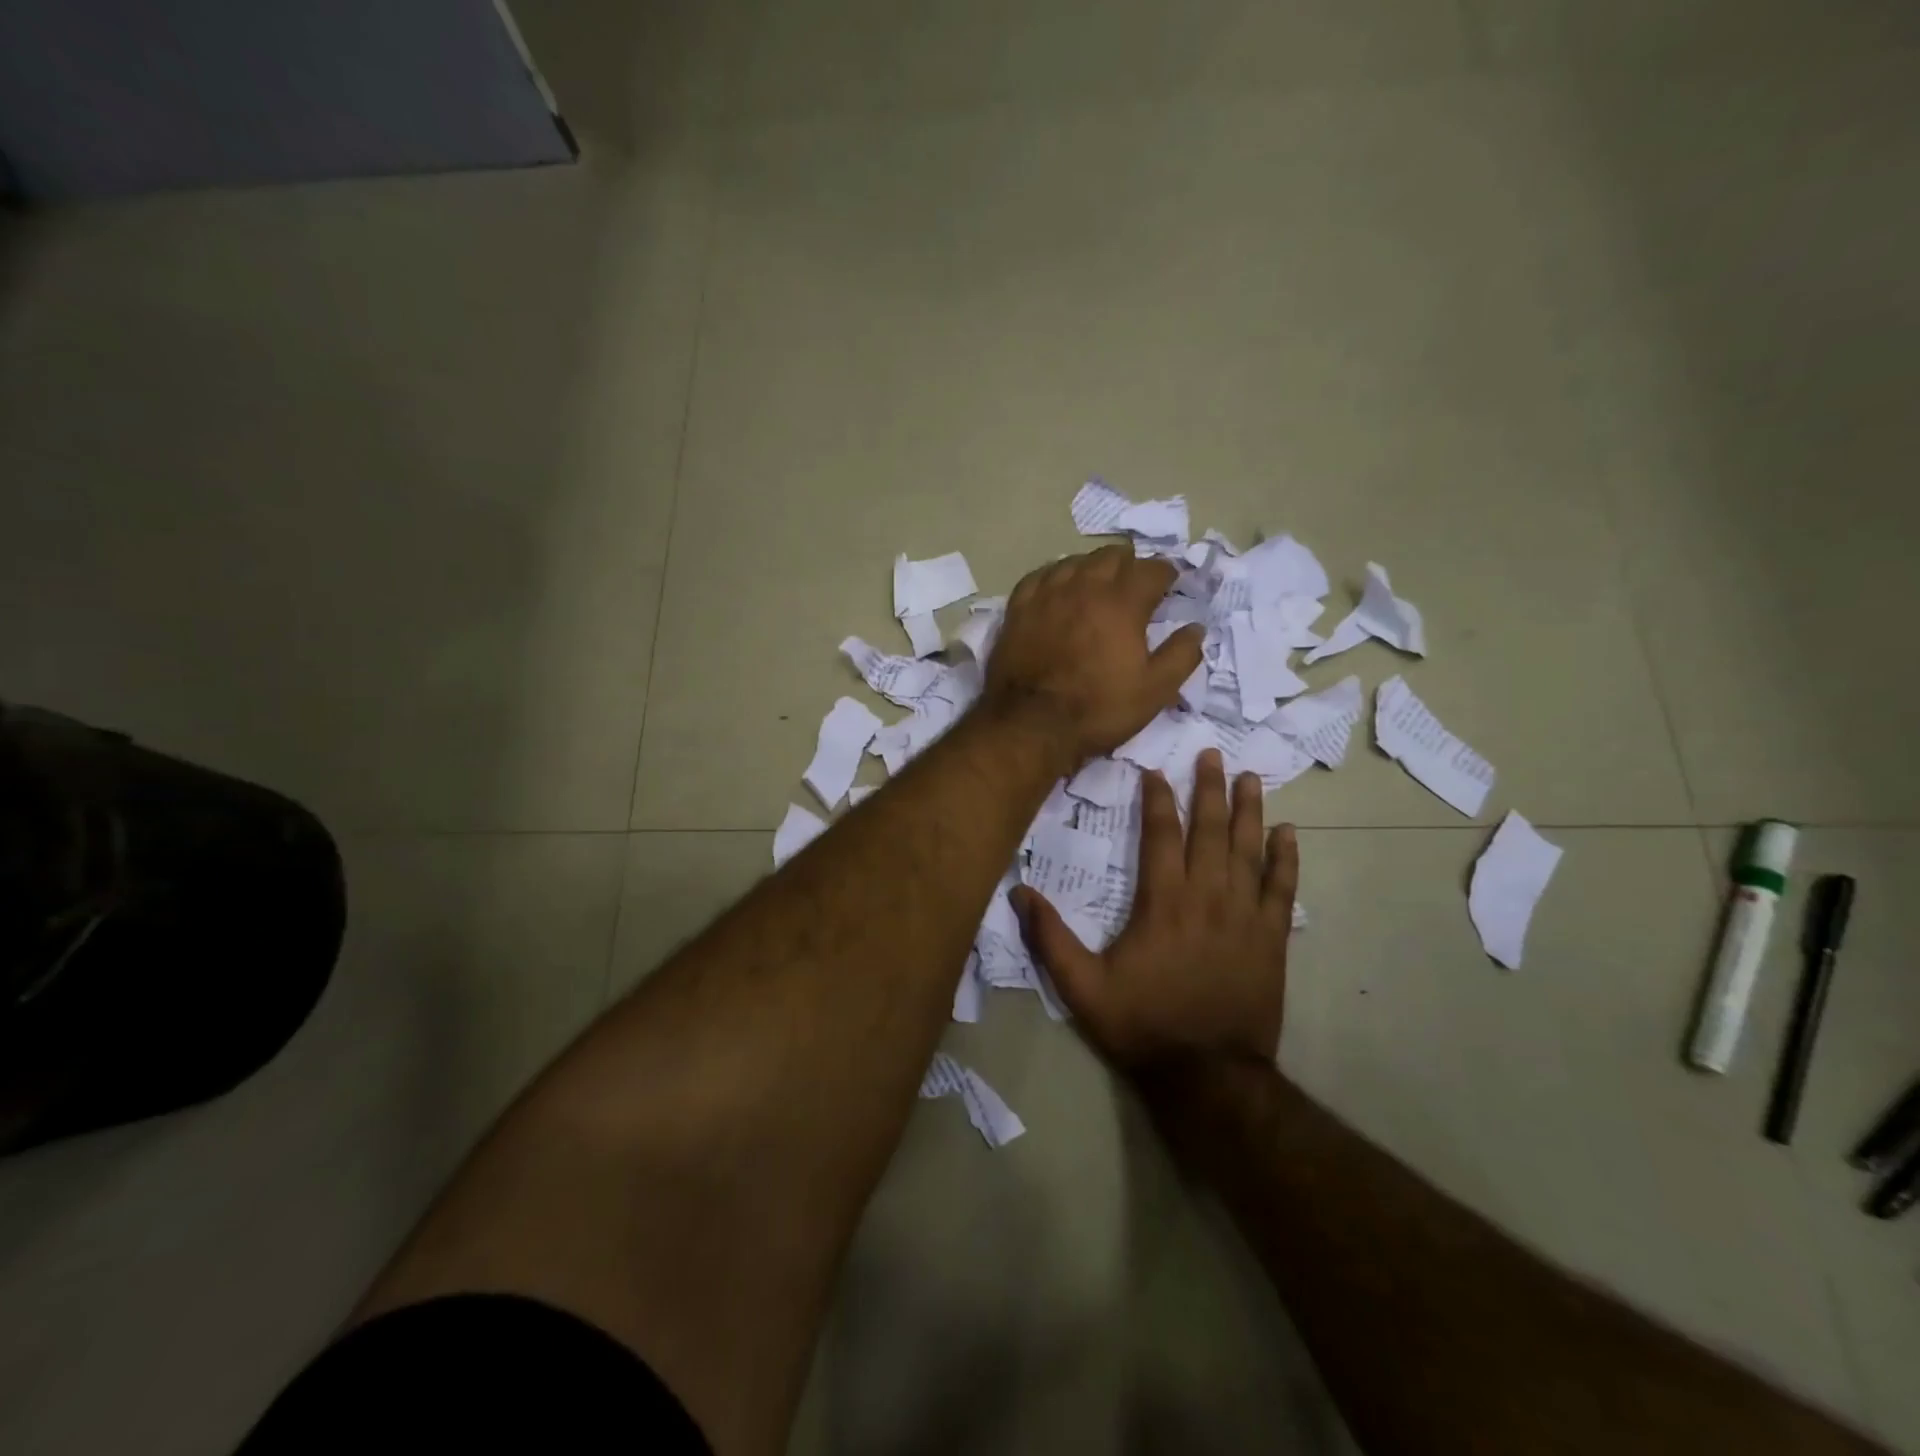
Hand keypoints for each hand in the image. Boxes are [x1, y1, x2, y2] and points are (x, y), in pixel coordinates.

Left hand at [982, 545, 1202, 764]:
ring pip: (1075, 561)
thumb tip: (1196, 628)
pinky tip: (1058, 586)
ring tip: (1098, 582)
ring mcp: (1047, 594)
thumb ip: (1181, 655)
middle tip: (1135, 582)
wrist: (1031, 724)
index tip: (1170, 583)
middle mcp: (1085, 587)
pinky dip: (1056, 575)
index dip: (1166, 573)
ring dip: (1093, 567)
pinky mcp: (1018, 608)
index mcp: (1123, 603)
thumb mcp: (1154, 691)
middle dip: (1130, 565)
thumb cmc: (1098, 709)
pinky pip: (1039, 576)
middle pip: (1112, 557)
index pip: (1151, 570)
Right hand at [1013, 750, 1296, 1073]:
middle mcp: (1206, 897)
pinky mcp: (1271, 938)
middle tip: (1211, 755)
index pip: (1161, 835)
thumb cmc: (1143, 1026)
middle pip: (1210, 830)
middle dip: (1209, 789)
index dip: (1158, 800)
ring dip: (1249, 810)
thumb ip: (1050, 938)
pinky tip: (1288, 834)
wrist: (1208, 1075)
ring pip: (1248, 850)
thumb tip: (1018, 892)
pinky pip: (1281, 889)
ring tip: (1250, 777)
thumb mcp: (1082, 987)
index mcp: (1162, 902)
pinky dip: (1285, 859)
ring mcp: (1244, 916)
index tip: (1154, 773)